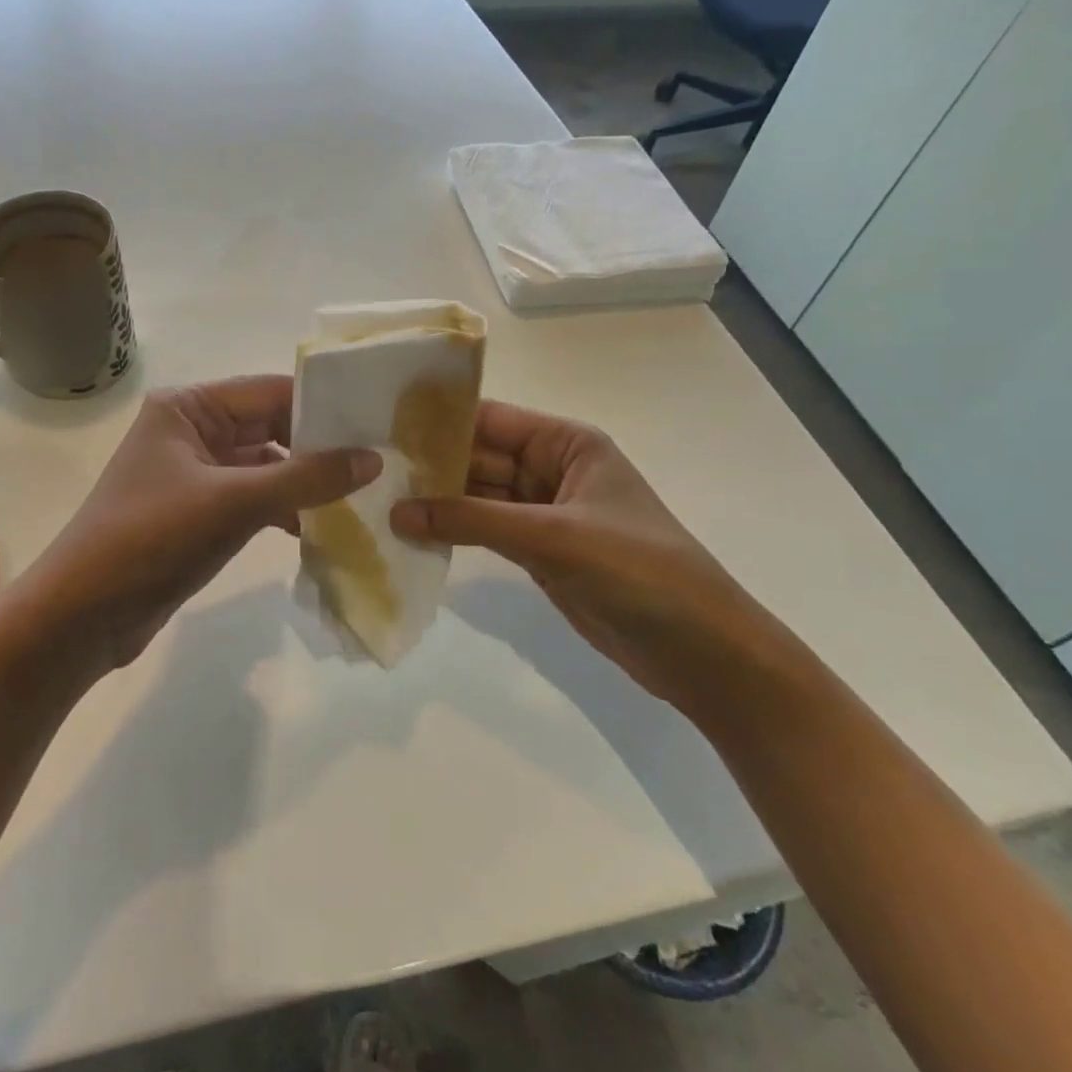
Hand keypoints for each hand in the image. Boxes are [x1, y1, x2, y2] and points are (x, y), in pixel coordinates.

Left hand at [16, 376, 380, 675]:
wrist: (80, 617)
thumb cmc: (151, 540)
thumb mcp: (233, 503)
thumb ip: (306, 478)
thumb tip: (373, 458)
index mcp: (188, 407)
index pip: (270, 392)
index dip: (323, 407)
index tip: (376, 425)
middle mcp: (190, 430)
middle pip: (269, 427)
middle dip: (317, 447)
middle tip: (378, 463)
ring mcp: (193, 473)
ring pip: (264, 466)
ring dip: (303, 483)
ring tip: (358, 497)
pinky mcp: (197, 512)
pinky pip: (252, 498)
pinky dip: (282, 510)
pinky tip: (316, 529)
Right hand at [390, 400, 792, 710]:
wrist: (701, 652)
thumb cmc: (637, 572)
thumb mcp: (552, 537)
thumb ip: (472, 521)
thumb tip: (397, 512)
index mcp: (567, 444)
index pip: (491, 419)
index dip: (440, 421)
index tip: (382, 424)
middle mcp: (552, 470)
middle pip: (480, 457)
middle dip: (431, 464)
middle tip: (370, 468)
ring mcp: (544, 514)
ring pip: (478, 497)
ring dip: (438, 501)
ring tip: (379, 499)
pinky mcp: (539, 553)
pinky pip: (486, 532)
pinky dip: (454, 533)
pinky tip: (413, 533)